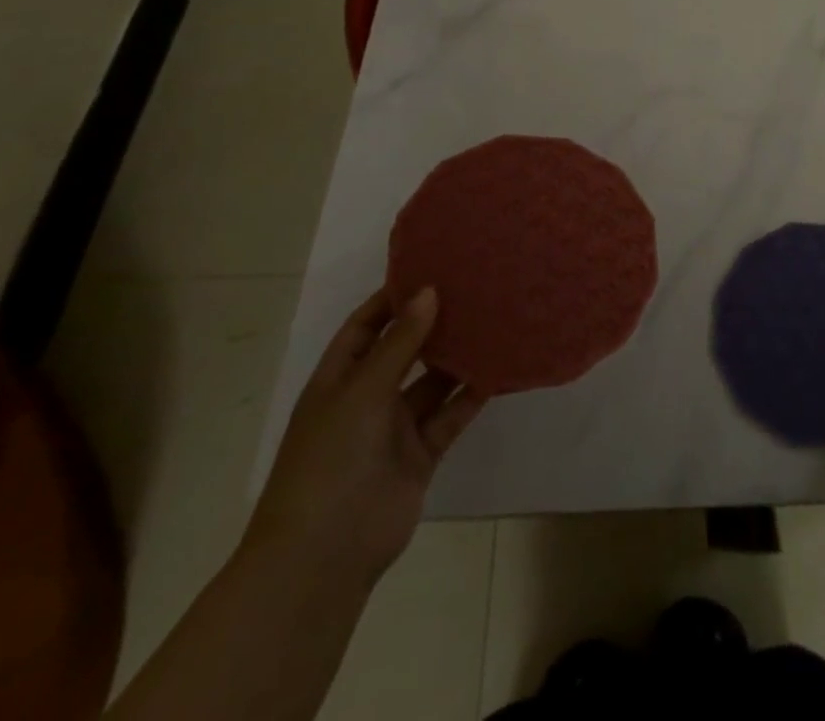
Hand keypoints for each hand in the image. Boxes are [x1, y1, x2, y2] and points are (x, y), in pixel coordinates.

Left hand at [244, 286, 485, 586]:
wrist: (325, 555)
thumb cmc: (330, 460)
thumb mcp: (361, 391)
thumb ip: (400, 342)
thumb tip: (429, 291)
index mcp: (338, 380)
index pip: (365, 326)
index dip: (393, 298)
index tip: (431, 268)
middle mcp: (366, 398)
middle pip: (403, 350)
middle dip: (433, 323)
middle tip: (474, 288)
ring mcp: (394, 429)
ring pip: (432, 382)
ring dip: (458, 357)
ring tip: (494, 319)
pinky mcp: (421, 454)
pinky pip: (450, 415)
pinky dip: (471, 394)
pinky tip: (499, 369)